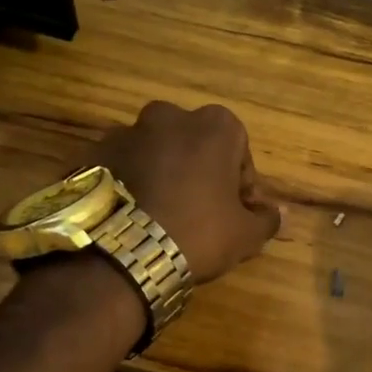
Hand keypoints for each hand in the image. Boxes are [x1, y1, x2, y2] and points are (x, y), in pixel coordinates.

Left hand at [85, 102, 281, 283]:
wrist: (118, 254)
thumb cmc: (197, 233)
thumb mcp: (245, 234)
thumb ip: (267, 218)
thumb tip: (280, 213)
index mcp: (214, 125)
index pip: (239, 151)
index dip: (240, 185)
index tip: (234, 213)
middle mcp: (169, 116)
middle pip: (194, 145)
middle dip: (199, 172)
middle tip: (198, 213)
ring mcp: (125, 132)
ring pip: (155, 154)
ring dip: (161, 176)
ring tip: (158, 219)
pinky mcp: (91, 154)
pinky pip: (121, 169)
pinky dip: (128, 185)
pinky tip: (130, 219)